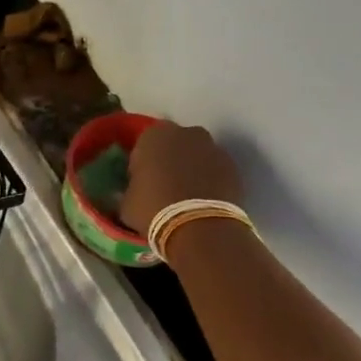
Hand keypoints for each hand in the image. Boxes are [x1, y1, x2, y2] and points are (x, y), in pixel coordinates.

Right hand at [120, 122, 244, 234]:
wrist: (199, 227)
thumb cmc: (153, 209)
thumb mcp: (127, 202)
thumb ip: (130, 189)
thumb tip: (135, 193)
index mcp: (153, 135)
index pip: (143, 146)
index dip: (142, 164)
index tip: (142, 183)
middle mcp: (184, 133)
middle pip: (173, 145)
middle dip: (170, 160)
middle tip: (164, 187)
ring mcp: (212, 148)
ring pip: (196, 155)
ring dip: (192, 169)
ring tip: (187, 196)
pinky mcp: (232, 167)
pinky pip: (215, 170)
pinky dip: (210, 180)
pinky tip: (205, 201)